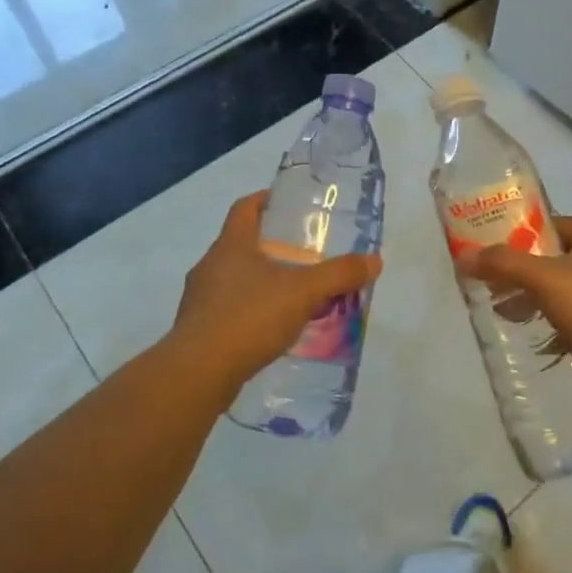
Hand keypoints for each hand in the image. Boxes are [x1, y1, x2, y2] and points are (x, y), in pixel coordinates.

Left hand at [168, 191, 382, 389]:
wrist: (198, 372)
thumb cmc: (249, 317)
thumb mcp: (303, 292)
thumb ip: (339, 275)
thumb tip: (374, 261)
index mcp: (231, 244)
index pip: (245, 207)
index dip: (266, 199)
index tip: (289, 204)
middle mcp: (210, 265)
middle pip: (241, 243)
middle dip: (271, 246)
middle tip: (303, 255)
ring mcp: (199, 298)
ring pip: (234, 278)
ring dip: (260, 282)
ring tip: (292, 295)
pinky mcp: (197, 329)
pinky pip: (227, 310)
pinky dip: (250, 312)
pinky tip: (271, 329)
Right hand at [456, 217, 571, 400]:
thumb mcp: (544, 278)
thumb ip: (504, 264)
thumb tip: (464, 257)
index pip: (560, 225)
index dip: (531, 229)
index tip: (502, 241)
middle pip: (558, 261)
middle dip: (526, 271)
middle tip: (496, 282)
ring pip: (564, 294)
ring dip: (536, 300)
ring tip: (506, 313)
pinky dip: (554, 328)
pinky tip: (536, 340)